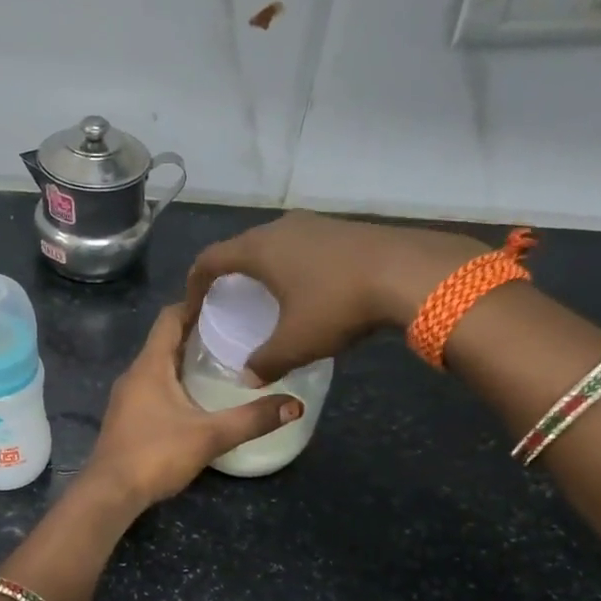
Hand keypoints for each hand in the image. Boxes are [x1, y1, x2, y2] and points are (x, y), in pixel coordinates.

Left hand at [79, 304, 300, 510]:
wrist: (110, 493)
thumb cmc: (155, 454)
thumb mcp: (210, 436)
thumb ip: (252, 419)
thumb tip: (295, 405)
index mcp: (150, 365)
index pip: (169, 317)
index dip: (195, 303)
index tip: (226, 300)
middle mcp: (135, 374)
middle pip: (166, 340)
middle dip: (197, 332)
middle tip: (235, 330)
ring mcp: (128, 397)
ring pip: (159, 366)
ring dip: (186, 359)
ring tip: (223, 361)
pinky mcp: (128, 418)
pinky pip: (154, 387)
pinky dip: (176, 382)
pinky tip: (199, 397)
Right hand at [186, 212, 489, 382]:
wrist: (408, 273)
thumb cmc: (337, 304)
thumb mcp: (295, 343)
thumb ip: (265, 361)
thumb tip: (247, 377)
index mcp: (258, 249)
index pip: (210, 260)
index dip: (195, 283)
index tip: (193, 306)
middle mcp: (280, 228)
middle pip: (242, 247)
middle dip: (231, 274)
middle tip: (229, 301)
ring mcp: (314, 224)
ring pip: (275, 245)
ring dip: (265, 268)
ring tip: (268, 296)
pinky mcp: (342, 229)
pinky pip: (303, 246)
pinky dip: (294, 266)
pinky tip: (309, 289)